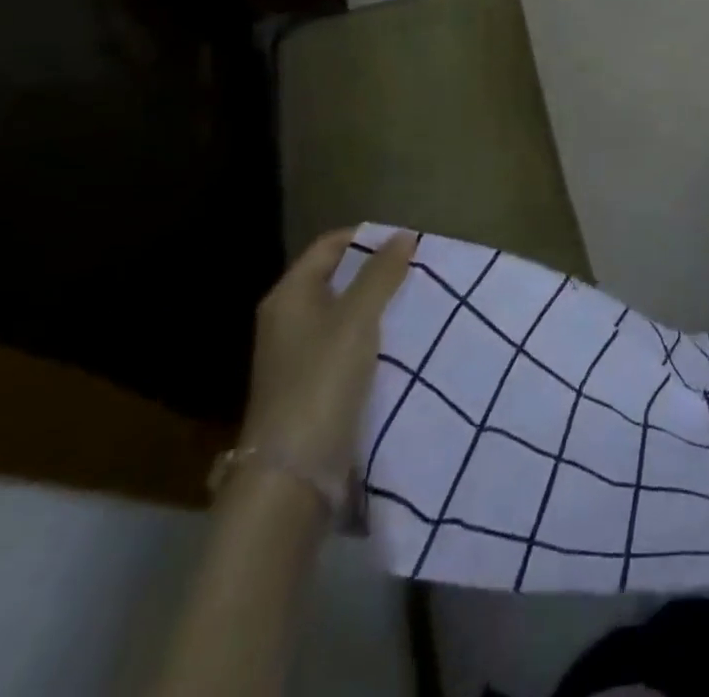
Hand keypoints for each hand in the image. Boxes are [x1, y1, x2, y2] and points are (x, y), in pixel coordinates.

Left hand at [237, 228, 416, 490]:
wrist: (292, 472)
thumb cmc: (321, 380)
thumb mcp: (357, 318)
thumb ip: (381, 274)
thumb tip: (403, 236)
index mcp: (289, 295)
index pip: (330, 245)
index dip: (368, 238)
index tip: (409, 242)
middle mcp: (288, 319)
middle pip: (338, 277)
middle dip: (378, 271)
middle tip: (420, 269)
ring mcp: (299, 354)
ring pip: (346, 312)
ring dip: (380, 304)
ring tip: (420, 300)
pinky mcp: (314, 383)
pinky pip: (349, 343)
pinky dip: (374, 335)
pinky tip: (403, 339)